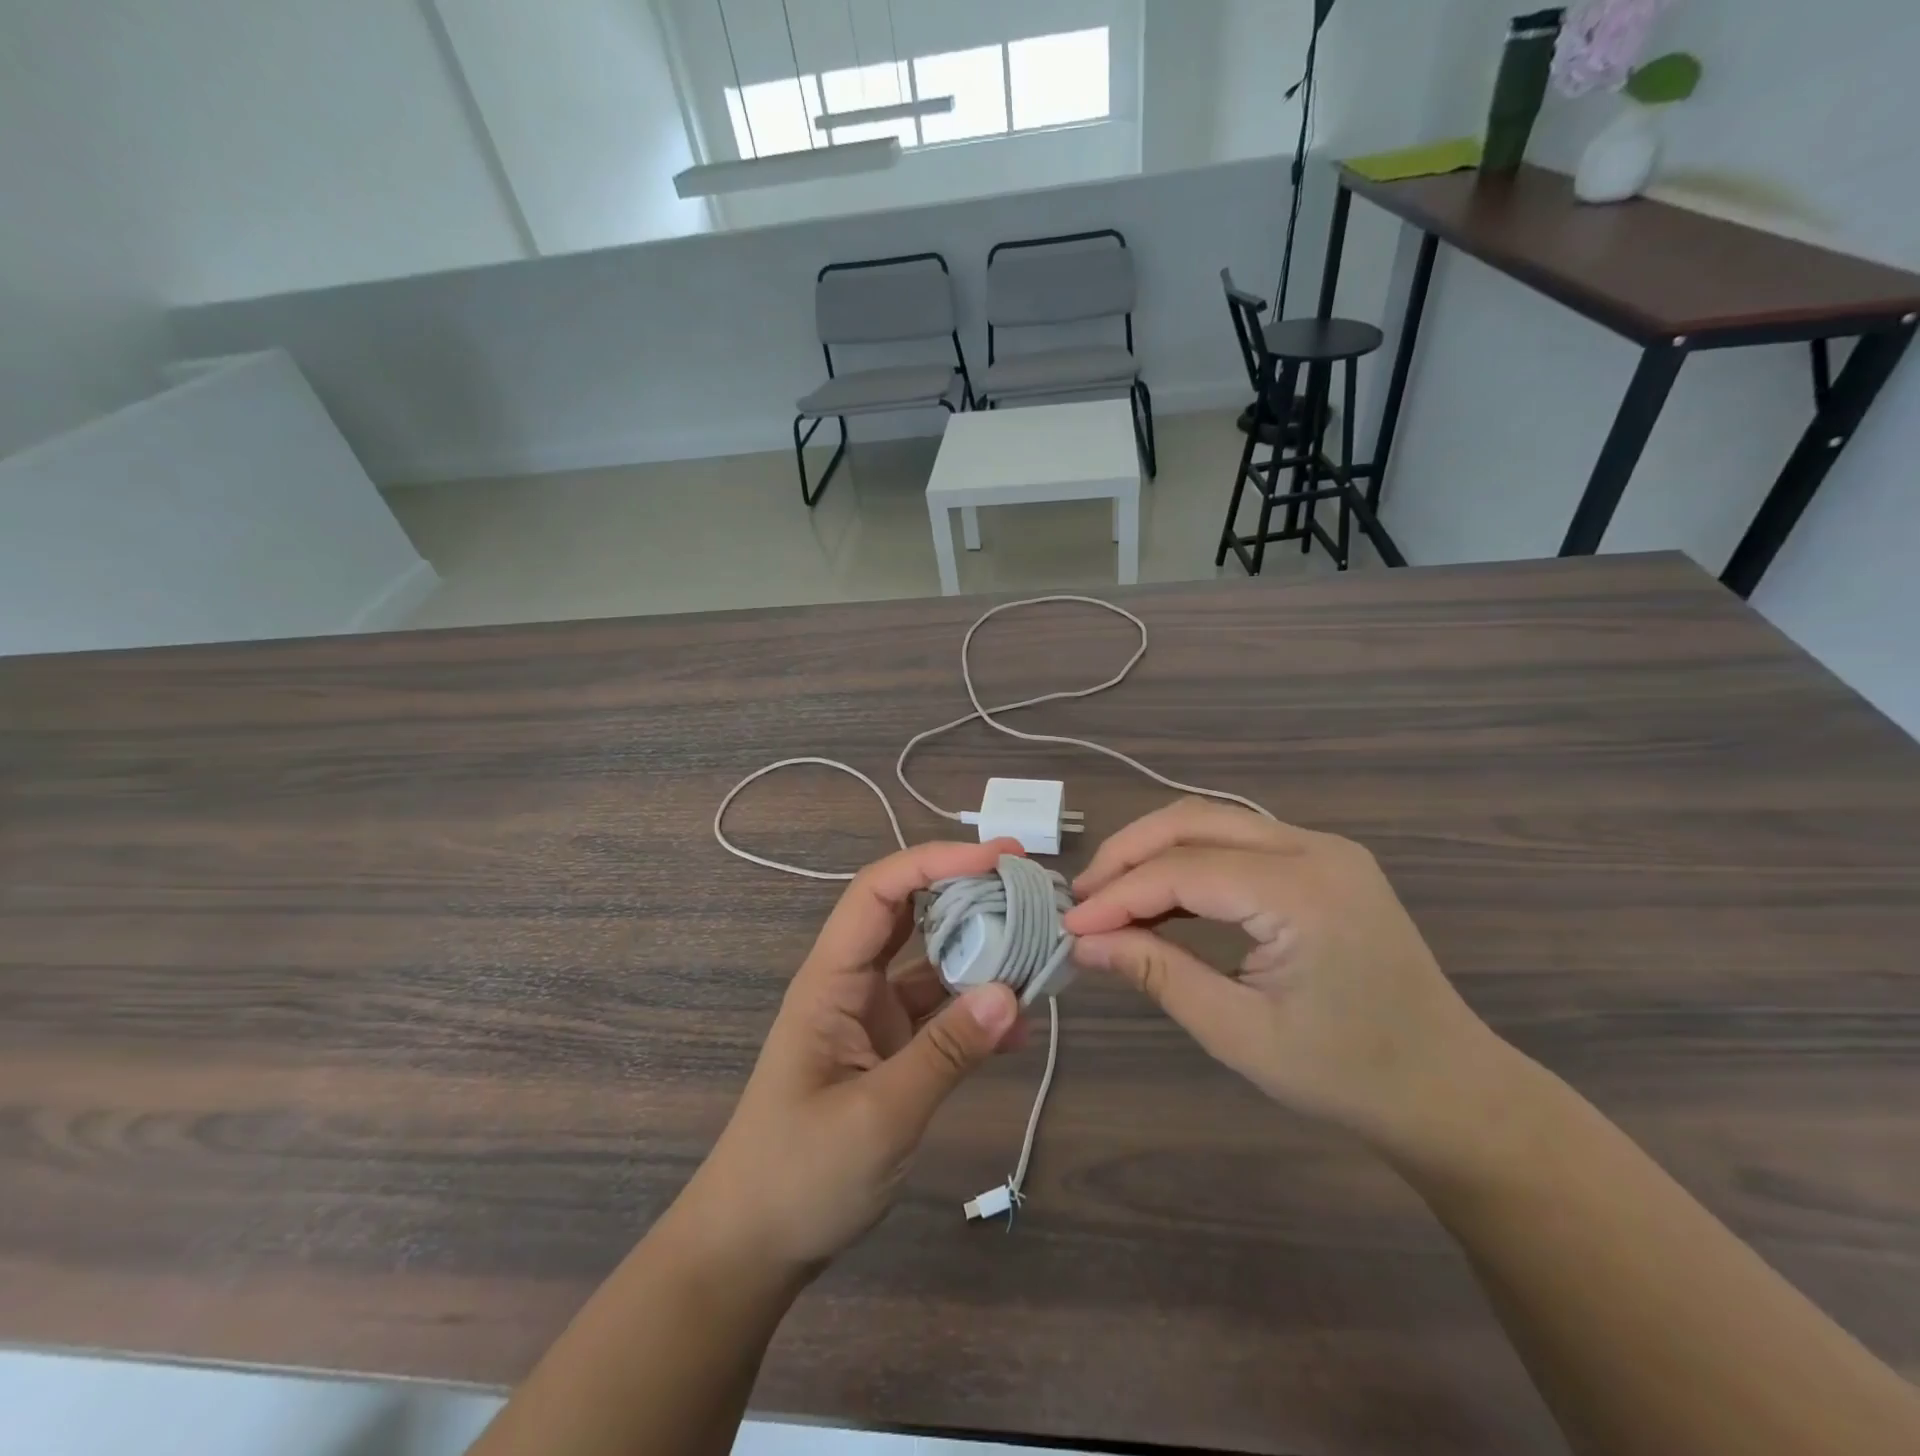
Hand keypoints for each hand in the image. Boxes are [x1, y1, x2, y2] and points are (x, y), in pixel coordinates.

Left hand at [683, 839, 1025, 1274]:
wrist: (753, 1247)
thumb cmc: (799, 1175)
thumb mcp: (879, 1116)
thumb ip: (945, 1052)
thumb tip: (1012, 992)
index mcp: (832, 979)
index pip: (880, 891)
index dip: (936, 862)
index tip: (999, 858)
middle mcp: (853, 983)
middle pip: (911, 914)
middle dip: (967, 894)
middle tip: (1030, 890)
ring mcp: (872, 1016)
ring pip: (932, 962)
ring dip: (981, 954)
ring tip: (1039, 953)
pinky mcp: (890, 1050)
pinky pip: (940, 1014)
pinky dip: (977, 1013)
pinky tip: (1018, 1030)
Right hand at [1063, 800, 1498, 1150]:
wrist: (1451, 1090)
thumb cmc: (1348, 1074)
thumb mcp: (1239, 1033)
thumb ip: (1157, 974)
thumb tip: (1084, 944)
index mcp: (1303, 892)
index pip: (1184, 870)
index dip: (1119, 894)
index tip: (1072, 925)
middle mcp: (1314, 849)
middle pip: (1195, 821)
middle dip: (1129, 853)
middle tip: (1084, 897)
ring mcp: (1324, 848)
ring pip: (1214, 821)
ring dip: (1156, 851)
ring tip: (1111, 895)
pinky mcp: (1323, 861)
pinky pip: (1239, 841)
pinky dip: (1190, 861)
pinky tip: (1162, 897)